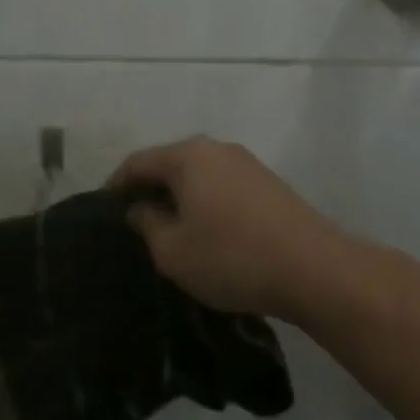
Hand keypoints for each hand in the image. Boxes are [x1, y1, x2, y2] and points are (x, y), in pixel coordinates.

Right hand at [109, 136, 350, 320]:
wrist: (315, 270)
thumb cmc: (231, 256)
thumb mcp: (172, 249)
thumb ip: (146, 223)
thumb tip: (139, 208)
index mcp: (187, 156)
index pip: (137, 163)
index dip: (116, 186)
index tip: (104, 211)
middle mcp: (217, 149)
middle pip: (169, 164)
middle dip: (149, 191)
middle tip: (133, 224)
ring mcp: (247, 164)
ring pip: (198, 176)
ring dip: (179, 198)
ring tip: (168, 231)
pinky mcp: (269, 185)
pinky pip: (222, 187)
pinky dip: (205, 203)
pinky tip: (206, 232)